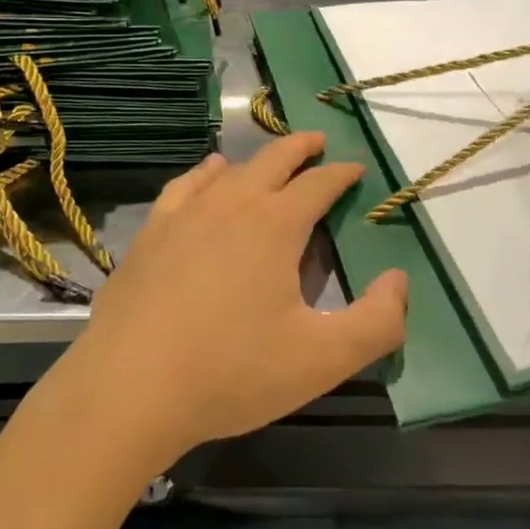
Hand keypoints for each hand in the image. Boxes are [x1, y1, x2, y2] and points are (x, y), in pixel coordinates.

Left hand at [70, 133, 408, 465]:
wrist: (130, 386)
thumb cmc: (231, 371)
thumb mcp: (320, 359)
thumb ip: (376, 322)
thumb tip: (399, 280)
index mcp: (275, 226)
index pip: (318, 185)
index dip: (341, 173)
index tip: (356, 167)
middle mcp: (232, 204)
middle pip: (274, 161)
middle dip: (301, 148)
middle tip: (318, 142)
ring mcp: (186, 214)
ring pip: (231, 170)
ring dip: (258, 159)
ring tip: (272, 158)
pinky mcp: (152, 232)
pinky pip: (186, 186)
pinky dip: (206, 173)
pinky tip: (209, 173)